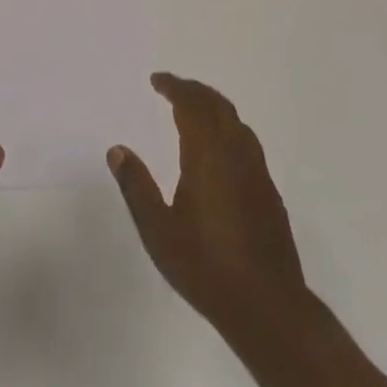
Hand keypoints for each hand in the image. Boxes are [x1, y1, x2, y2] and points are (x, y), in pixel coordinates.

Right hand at [107, 73, 306, 329]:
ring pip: (236, 121)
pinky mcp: (269, 191)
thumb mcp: (159, 231)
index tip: (157, 79)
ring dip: (213, 105)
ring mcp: (257, 171)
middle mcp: (235, 153)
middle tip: (172, 87)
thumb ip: (137, 187)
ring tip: (194, 108)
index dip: (174, 86)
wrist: (268, 306)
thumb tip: (116, 149)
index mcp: (208, 154)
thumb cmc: (206, 267)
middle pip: (217, 105)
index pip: (191, 104)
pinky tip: (220, 147)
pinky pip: (246, 140)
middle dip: (194, 90)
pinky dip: (228, 127)